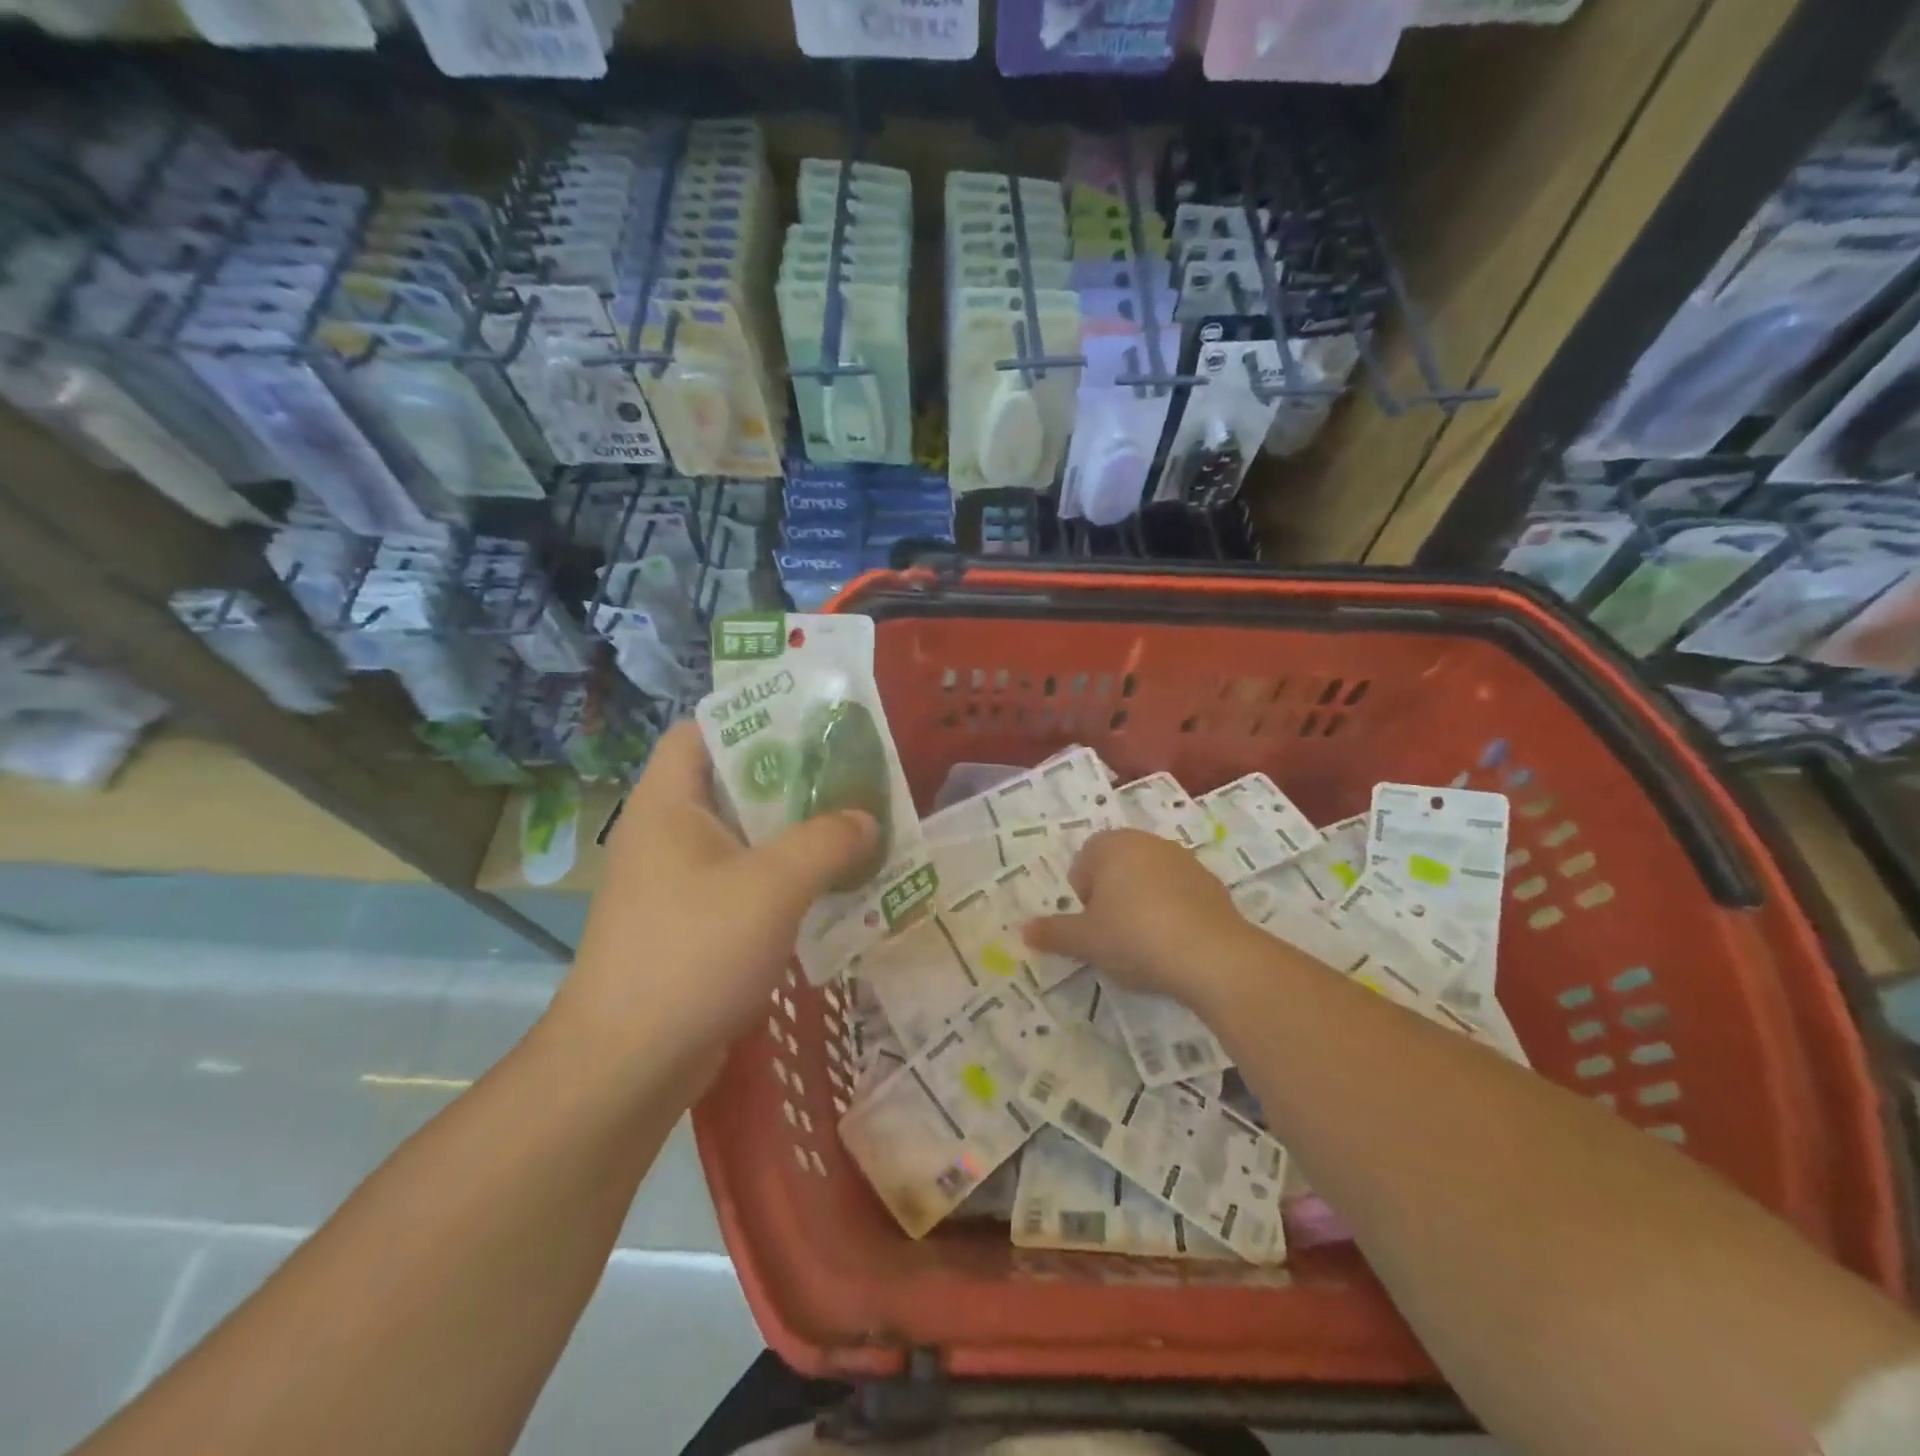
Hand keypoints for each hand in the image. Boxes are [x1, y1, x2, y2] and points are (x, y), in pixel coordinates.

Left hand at [552, 722, 876, 1079]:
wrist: (629, 1063)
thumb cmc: (694, 951)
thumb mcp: (773, 885)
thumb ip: (828, 841)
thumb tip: (867, 820)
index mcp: (669, 804)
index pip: (701, 732)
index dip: (752, 720)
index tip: (811, 727)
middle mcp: (667, 835)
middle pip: (733, 785)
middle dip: (793, 781)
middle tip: (851, 779)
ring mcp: (677, 884)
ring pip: (744, 839)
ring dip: (795, 835)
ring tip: (854, 829)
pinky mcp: (692, 926)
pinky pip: (745, 884)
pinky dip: (785, 880)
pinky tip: (831, 891)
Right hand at [1024, 829, 1259, 1012]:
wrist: (1212, 955)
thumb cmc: (1135, 937)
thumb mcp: (1086, 941)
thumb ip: (1054, 933)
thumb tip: (1025, 931)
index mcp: (1112, 845)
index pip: (1084, 861)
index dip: (1083, 895)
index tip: (1091, 925)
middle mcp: (1148, 842)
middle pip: (1117, 866)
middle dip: (1111, 895)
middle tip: (1113, 933)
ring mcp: (1184, 860)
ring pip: (1149, 879)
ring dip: (1141, 902)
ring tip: (1145, 941)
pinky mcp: (1212, 883)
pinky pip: (1179, 894)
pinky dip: (1172, 911)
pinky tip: (1174, 942)